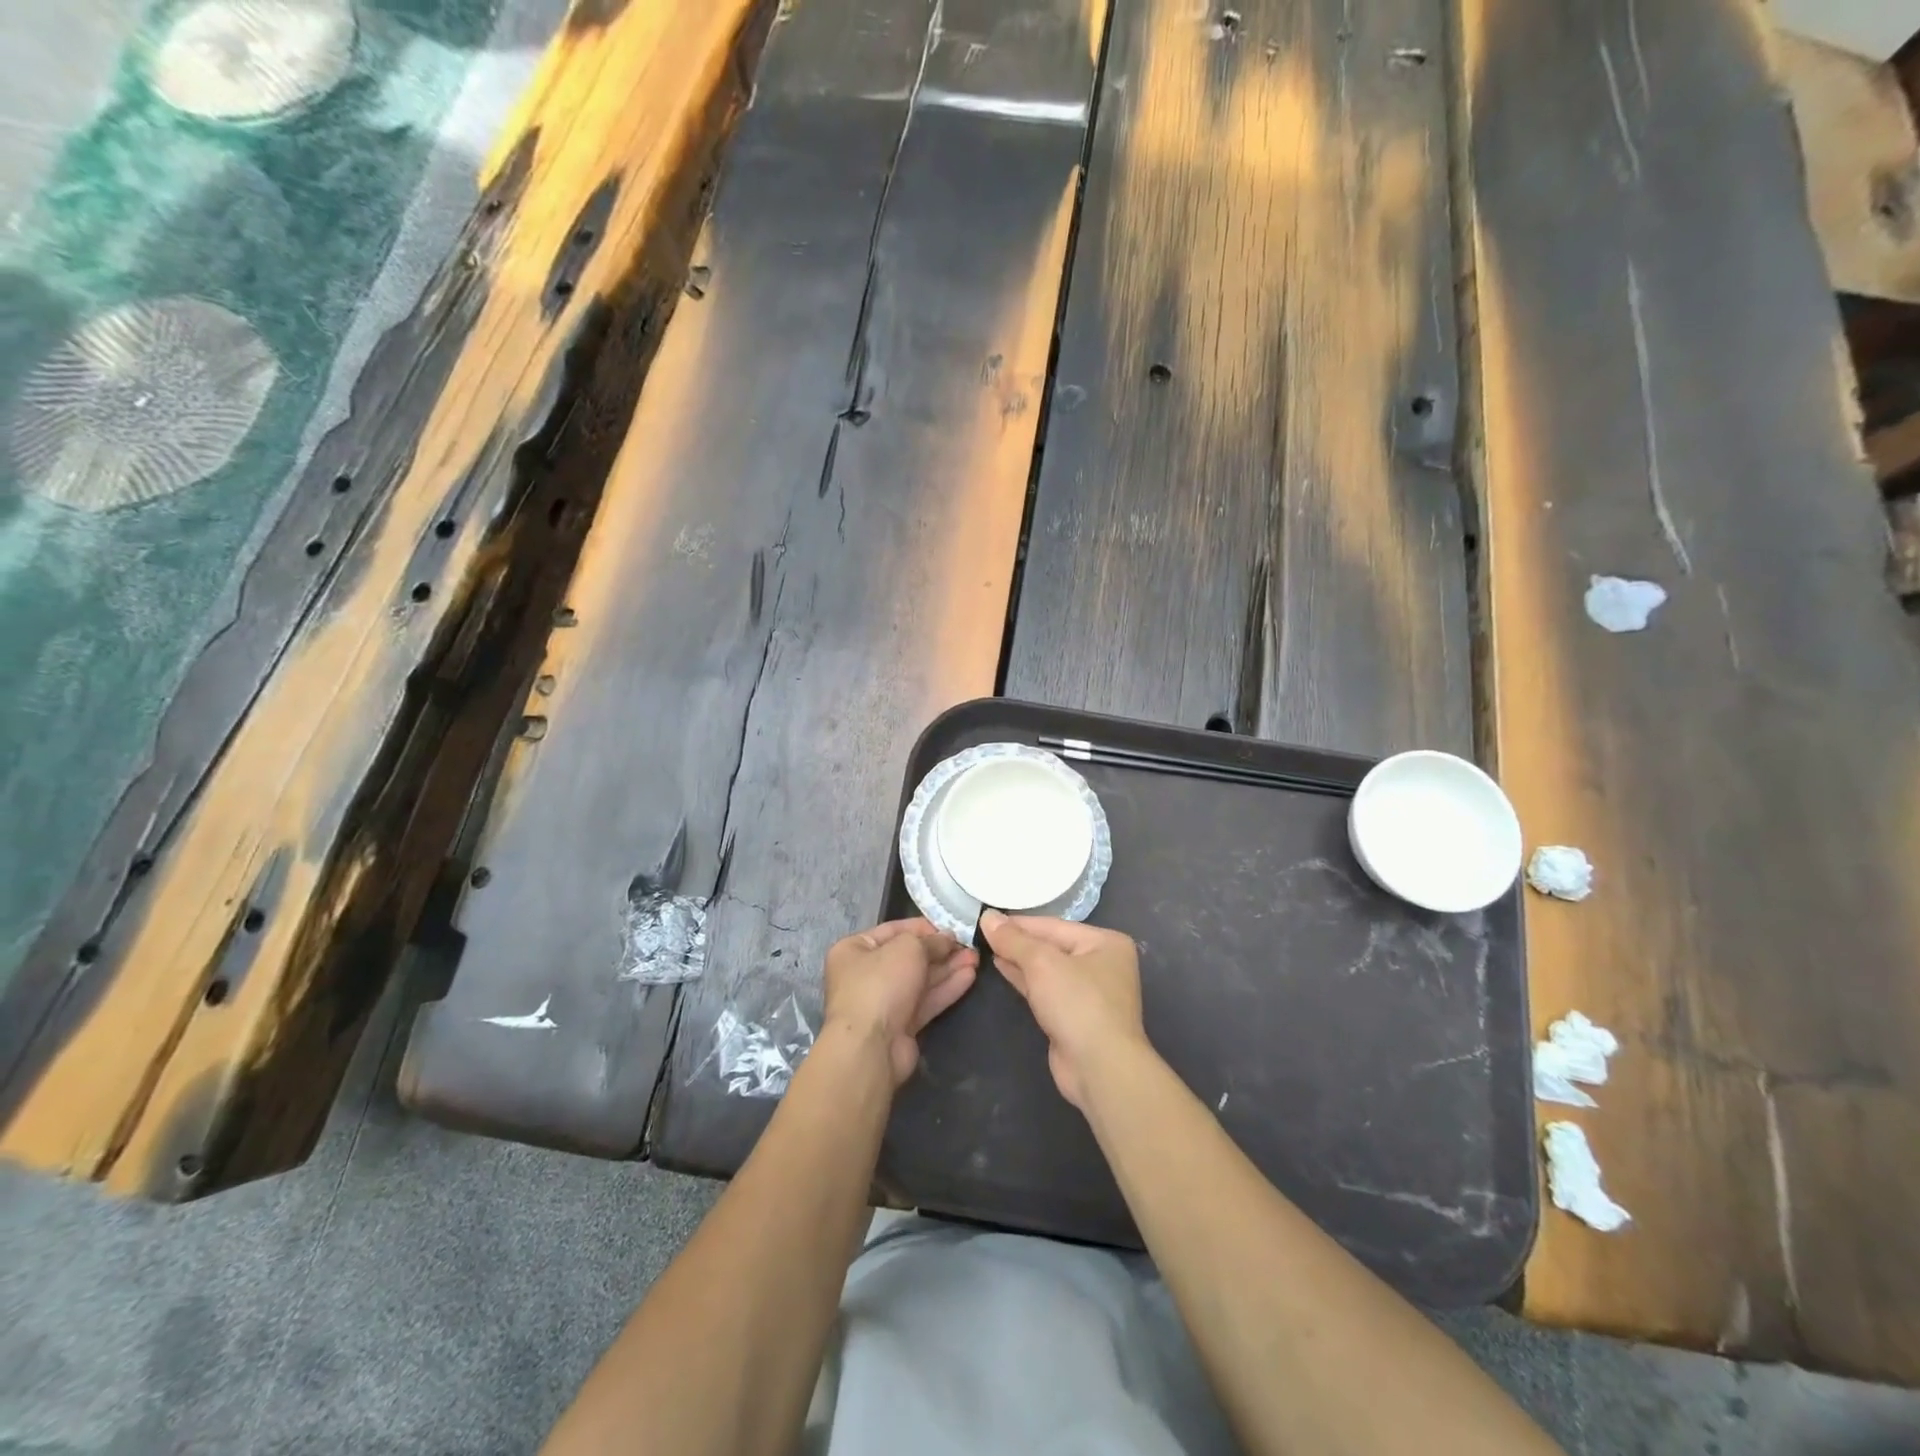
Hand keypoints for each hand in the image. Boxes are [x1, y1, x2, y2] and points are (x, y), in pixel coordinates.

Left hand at [823, 918, 977, 1085]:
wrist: (870, 1047)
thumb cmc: (881, 984)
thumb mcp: (909, 948)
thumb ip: (931, 941)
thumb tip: (947, 939)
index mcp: (855, 949)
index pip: (893, 930)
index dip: (923, 926)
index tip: (950, 926)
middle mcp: (866, 974)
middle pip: (909, 956)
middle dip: (940, 950)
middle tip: (968, 944)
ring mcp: (884, 1002)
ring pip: (921, 980)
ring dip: (948, 968)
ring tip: (975, 958)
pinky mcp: (901, 1025)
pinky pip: (926, 1001)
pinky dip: (946, 989)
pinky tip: (969, 977)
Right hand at [978, 912, 1147, 1110]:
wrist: (1099, 1068)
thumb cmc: (1077, 1004)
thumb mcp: (1042, 963)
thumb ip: (1013, 939)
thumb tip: (987, 916)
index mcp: (1105, 942)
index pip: (1054, 925)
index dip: (1018, 922)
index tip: (986, 917)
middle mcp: (1102, 963)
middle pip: (1051, 945)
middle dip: (1018, 941)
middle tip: (983, 931)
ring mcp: (1090, 992)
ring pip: (1047, 969)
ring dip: (1018, 959)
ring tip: (987, 946)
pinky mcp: (1075, 1016)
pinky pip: (1046, 989)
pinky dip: (1024, 979)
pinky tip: (1002, 967)